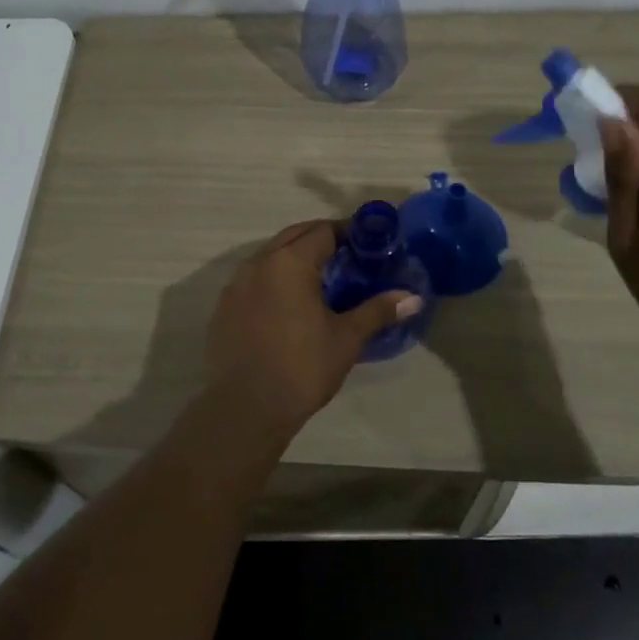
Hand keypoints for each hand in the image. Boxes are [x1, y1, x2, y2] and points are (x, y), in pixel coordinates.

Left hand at [205, 220, 422, 435]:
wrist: (245, 408)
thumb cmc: (302, 367)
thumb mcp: (346, 338)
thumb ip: (378, 311)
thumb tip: (414, 298)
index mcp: (290, 262)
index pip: (323, 230)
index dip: (348, 233)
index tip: (368, 245)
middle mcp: (259, 262)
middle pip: (294, 236)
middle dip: (321, 239)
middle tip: (349, 258)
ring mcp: (236, 284)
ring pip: (271, 256)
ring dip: (295, 257)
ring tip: (321, 280)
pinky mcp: (224, 307)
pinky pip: (254, 279)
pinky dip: (274, 279)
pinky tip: (289, 305)